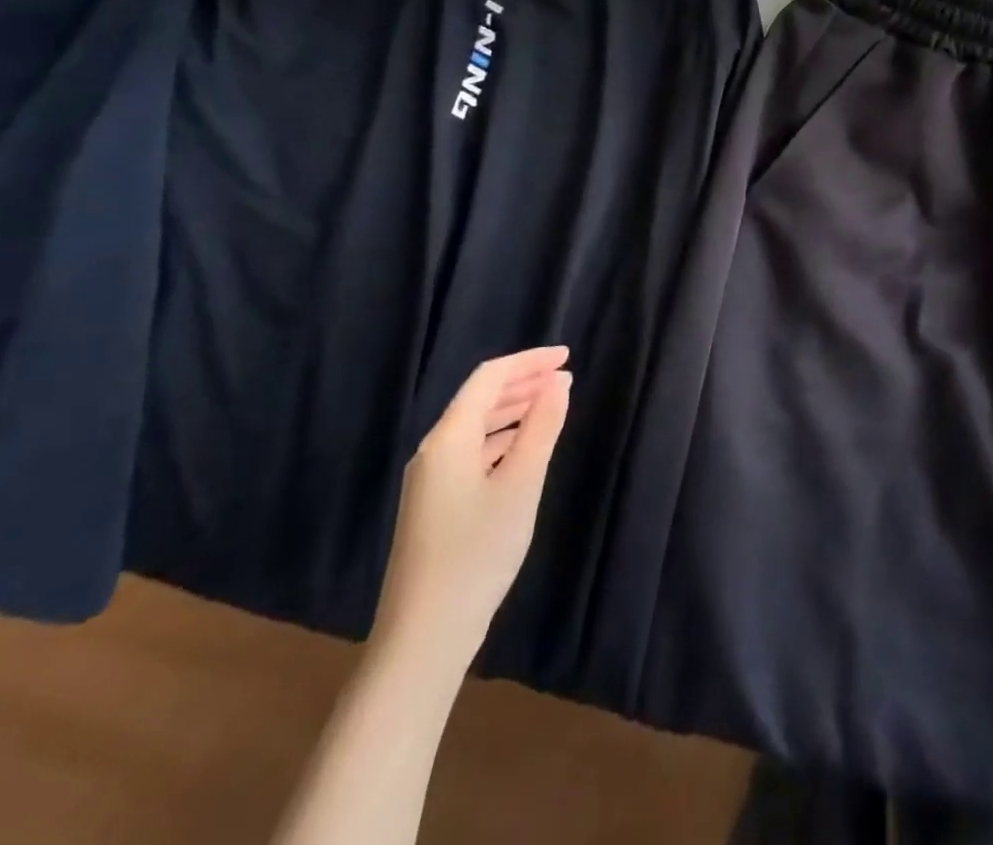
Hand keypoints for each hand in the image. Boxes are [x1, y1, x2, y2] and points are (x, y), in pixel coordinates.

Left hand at [371, 347, 571, 664]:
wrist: (425, 635)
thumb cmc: (478, 551)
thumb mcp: (522, 483)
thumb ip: (542, 427)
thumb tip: (560, 382)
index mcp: (449, 438)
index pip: (489, 378)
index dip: (529, 362)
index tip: (567, 356)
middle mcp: (434, 451)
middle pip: (480, 398)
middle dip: (523, 382)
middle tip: (566, 377)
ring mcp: (431, 480)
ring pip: (476, 426)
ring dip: (514, 409)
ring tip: (552, 405)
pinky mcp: (436, 504)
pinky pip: (473, 451)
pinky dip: (503, 438)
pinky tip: (525, 448)